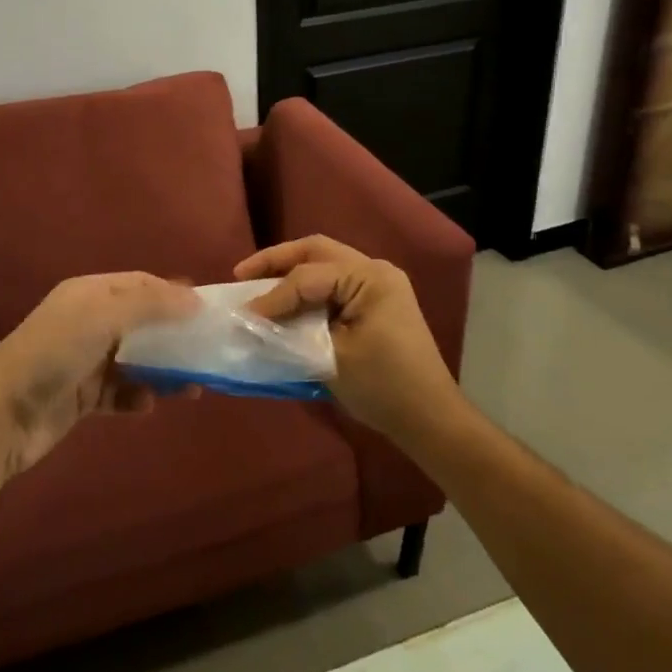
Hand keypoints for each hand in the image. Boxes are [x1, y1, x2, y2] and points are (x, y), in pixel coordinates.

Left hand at [0, 273, 197, 477]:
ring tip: (192, 386)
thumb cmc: (55, 352)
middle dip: (173, 335)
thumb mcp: (104, 316)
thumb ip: (151, 304)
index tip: (207, 311)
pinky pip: (119, 393)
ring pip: (135, 360)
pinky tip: (148, 404)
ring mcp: (84, 361)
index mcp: (89, 293)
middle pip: (141, 322)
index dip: (173, 293)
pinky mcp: (81, 397)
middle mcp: (87, 321)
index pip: (140, 284)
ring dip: (163, 370)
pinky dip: (137, 397)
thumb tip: (195, 298)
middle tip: (207, 350)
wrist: (2, 414)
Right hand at [236, 236, 461, 440]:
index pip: (309, 277)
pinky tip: (286, 301)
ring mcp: (378, 284)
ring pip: (324, 263)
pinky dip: (307, 288)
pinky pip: (334, 283)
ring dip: (290, 271)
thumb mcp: (331, 358)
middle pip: (317, 251)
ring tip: (256, 283)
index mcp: (370, 278)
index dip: (273, 295)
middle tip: (241, 274)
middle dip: (277, 260)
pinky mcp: (375, 302)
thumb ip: (291, 332)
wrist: (430, 419)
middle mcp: (375, 270)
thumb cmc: (383, 387)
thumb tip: (253, 321)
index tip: (244, 314)